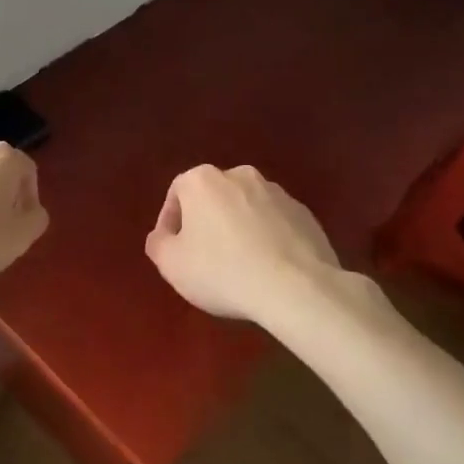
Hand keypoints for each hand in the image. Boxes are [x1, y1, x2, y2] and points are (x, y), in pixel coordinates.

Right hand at [144, 165, 344, 322]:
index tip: (173, 249)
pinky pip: (275, 223)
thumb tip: (162, 236)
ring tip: (239, 265)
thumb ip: (158, 244)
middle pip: (214, 197)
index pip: (177, 193)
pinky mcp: (305, 214)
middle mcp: (240, 176)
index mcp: (203, 180)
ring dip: (239, 229)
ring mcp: (277, 193)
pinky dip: (268, 239)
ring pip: (246, 208)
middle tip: (204, 257)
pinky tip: (268, 269)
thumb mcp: (172, 264)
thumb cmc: (222, 271)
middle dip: (207, 222)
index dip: (170, 222)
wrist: (296, 287)